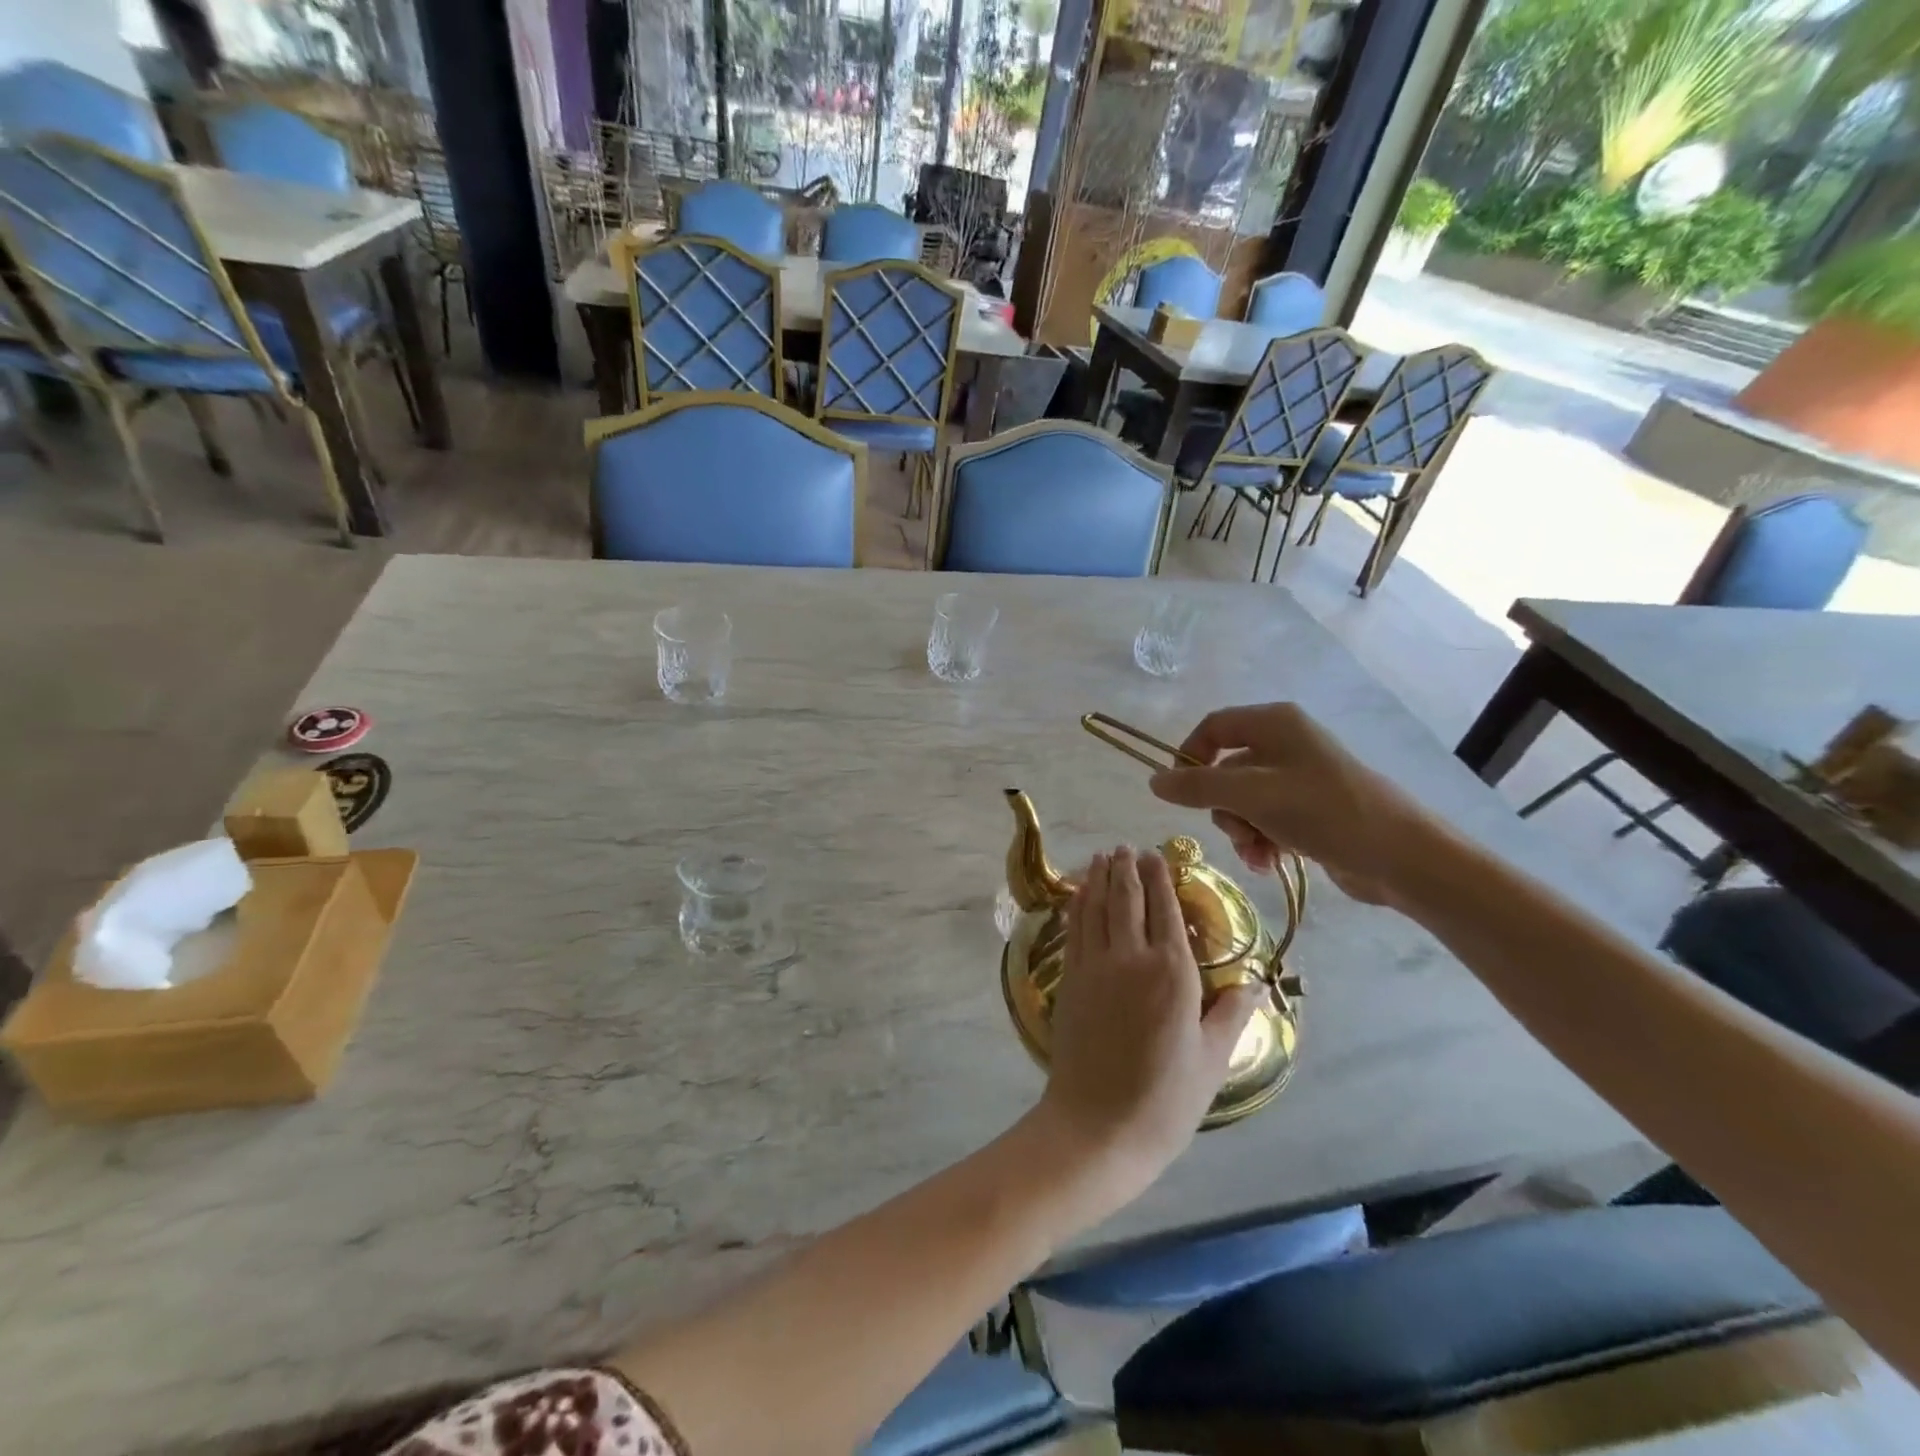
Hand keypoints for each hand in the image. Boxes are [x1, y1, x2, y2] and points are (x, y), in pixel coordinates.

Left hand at [1037, 846, 1259, 1205]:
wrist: (1098, 1125)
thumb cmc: (1166, 1098)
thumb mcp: (1213, 1059)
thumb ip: (1232, 1013)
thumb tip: (1258, 982)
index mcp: (1173, 973)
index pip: (1166, 910)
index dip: (1160, 878)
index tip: (1156, 854)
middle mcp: (1131, 958)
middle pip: (1127, 899)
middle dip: (1126, 868)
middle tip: (1127, 847)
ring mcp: (1094, 966)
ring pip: (1095, 908)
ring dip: (1098, 878)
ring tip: (1102, 857)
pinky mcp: (1069, 979)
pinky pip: (1074, 930)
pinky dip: (1077, 905)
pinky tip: (1078, 895)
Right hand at [1148, 702, 1434, 907]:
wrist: (1401, 857)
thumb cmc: (1324, 811)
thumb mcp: (1252, 795)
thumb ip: (1198, 787)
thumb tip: (1154, 780)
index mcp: (1274, 723)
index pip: (1212, 727)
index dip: (1189, 756)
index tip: (1178, 791)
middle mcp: (1285, 744)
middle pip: (1225, 770)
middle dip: (1223, 808)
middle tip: (1237, 830)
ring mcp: (1299, 778)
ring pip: (1242, 801)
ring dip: (1241, 830)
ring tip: (1258, 853)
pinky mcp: (1310, 810)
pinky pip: (1265, 819)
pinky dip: (1261, 841)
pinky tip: (1269, 862)